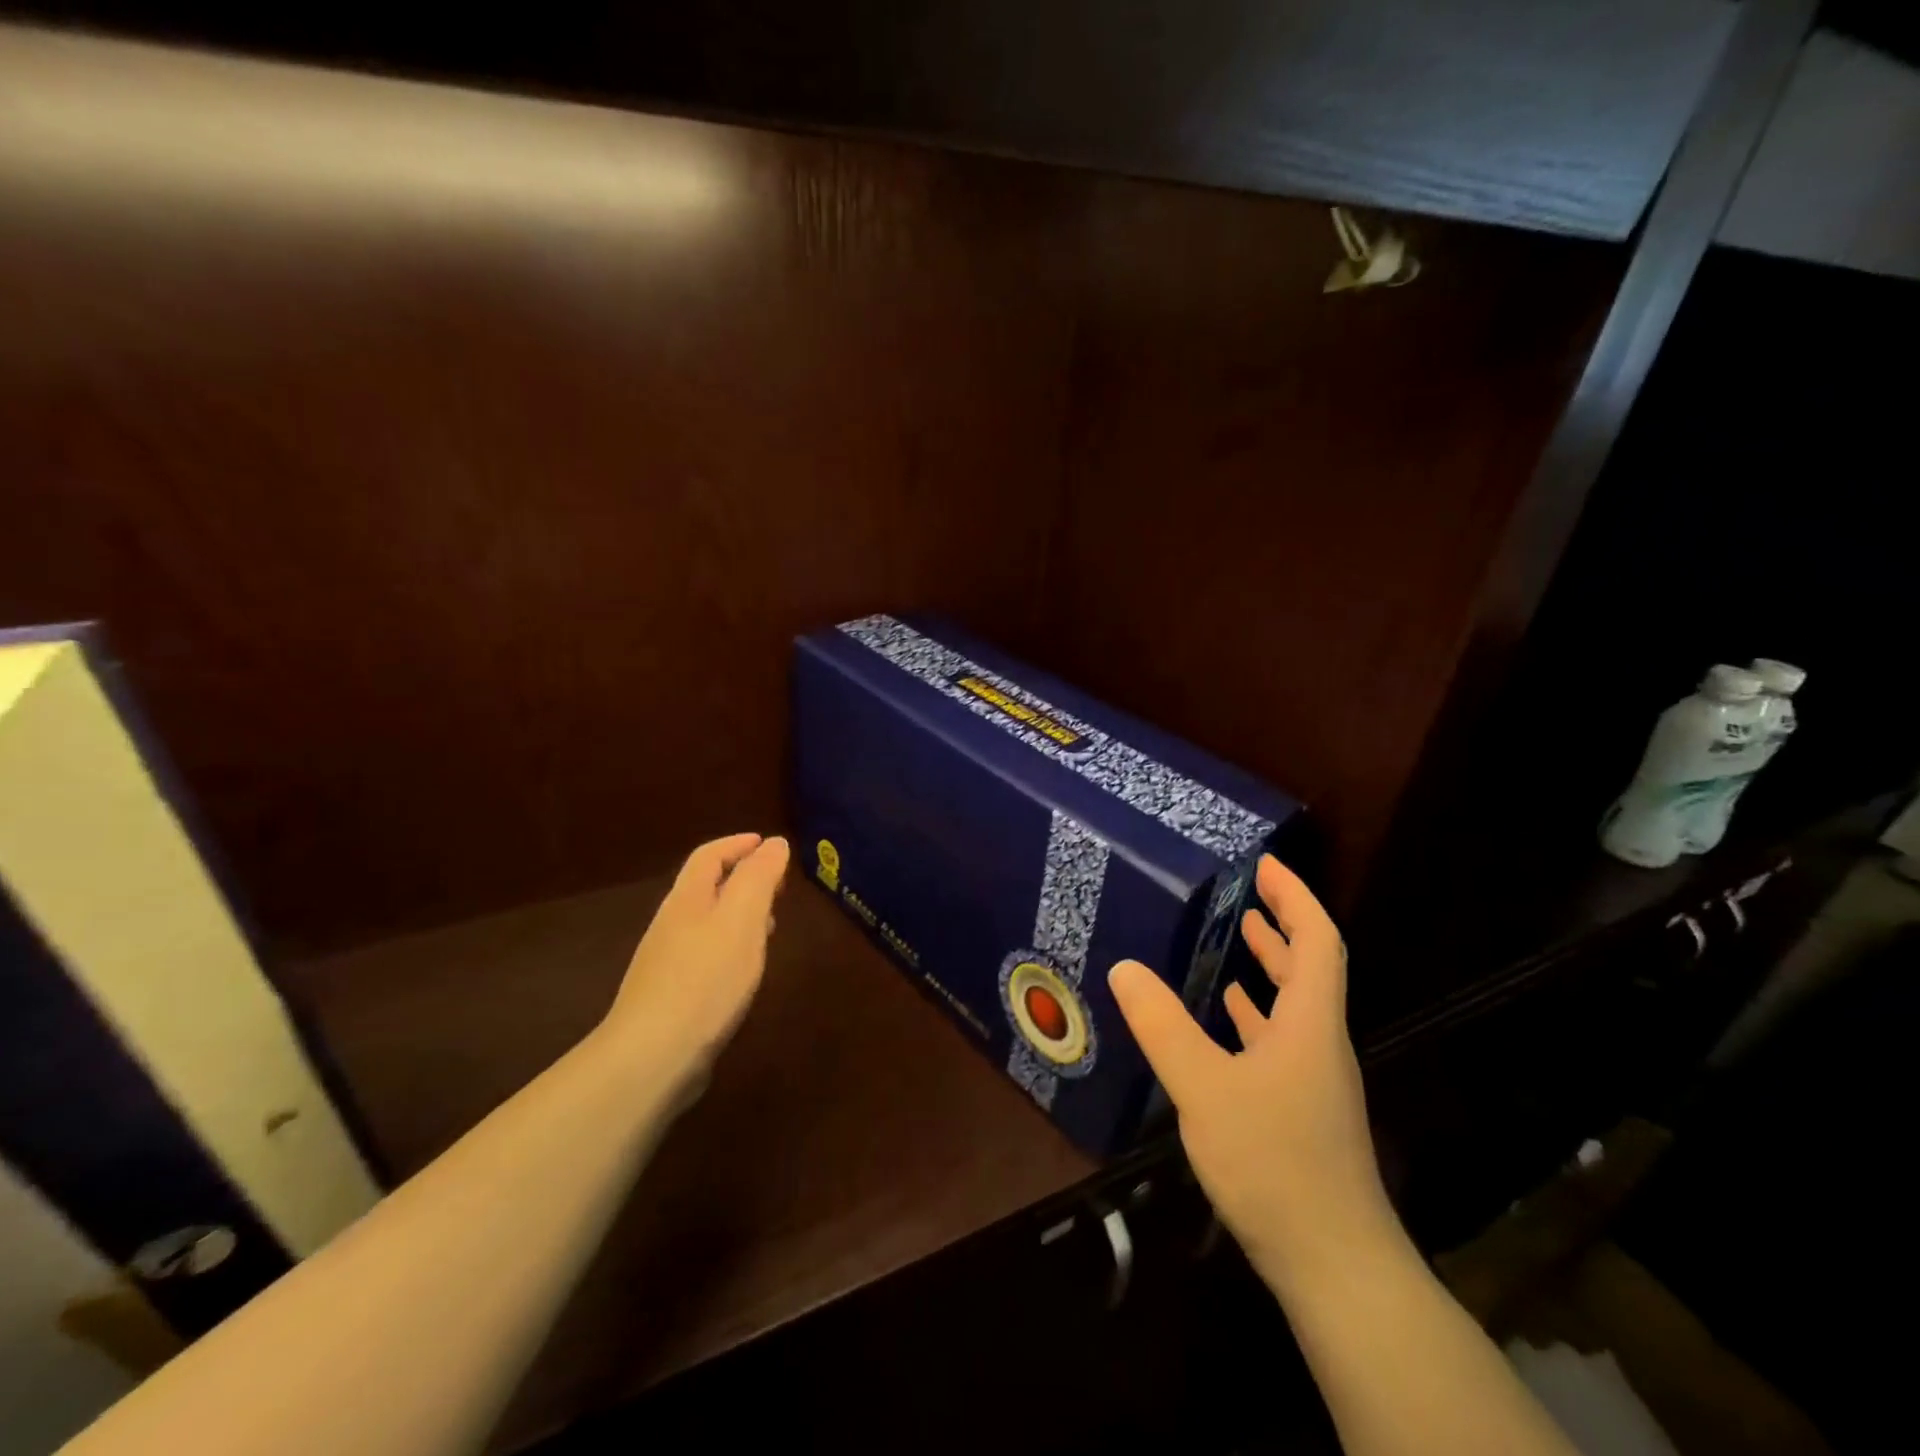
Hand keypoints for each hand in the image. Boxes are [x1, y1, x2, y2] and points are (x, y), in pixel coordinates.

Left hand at [597, 833, 790, 1109]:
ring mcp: (667, 962)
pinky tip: (745, 970)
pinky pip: (706, 954)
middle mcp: (673, 924)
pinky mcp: (672, 995)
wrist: (652, 1057)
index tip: (768, 843)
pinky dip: (732, 946)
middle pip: (707, 887)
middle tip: (778, 884)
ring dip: (740, 913)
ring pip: (708, 922)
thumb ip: (758, 878)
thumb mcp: (741, 919)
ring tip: (771, 923)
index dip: (738, 844)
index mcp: (687, 899)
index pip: (709, 856)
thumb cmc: (705, 980)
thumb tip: (773, 843)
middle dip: (742, 877)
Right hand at [1108, 855, 1392, 1291]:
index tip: (1267, 864)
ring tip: (1234, 940)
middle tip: (1243, 894)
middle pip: (1310, 968)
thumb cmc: (1274, 1163)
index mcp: (1310, 1024)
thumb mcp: (1204, 1087)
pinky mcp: (1302, 1111)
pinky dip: (1255, 1016)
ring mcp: (1314, 1081)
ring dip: (1269, 969)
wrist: (1334, 1265)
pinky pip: (1279, 1042)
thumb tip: (1125, 967)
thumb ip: (1162, 1026)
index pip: (1318, 940)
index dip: (1296, 897)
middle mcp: (1319, 1044)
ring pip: (1294, 1007)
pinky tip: (1226, 1021)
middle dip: (1280, 925)